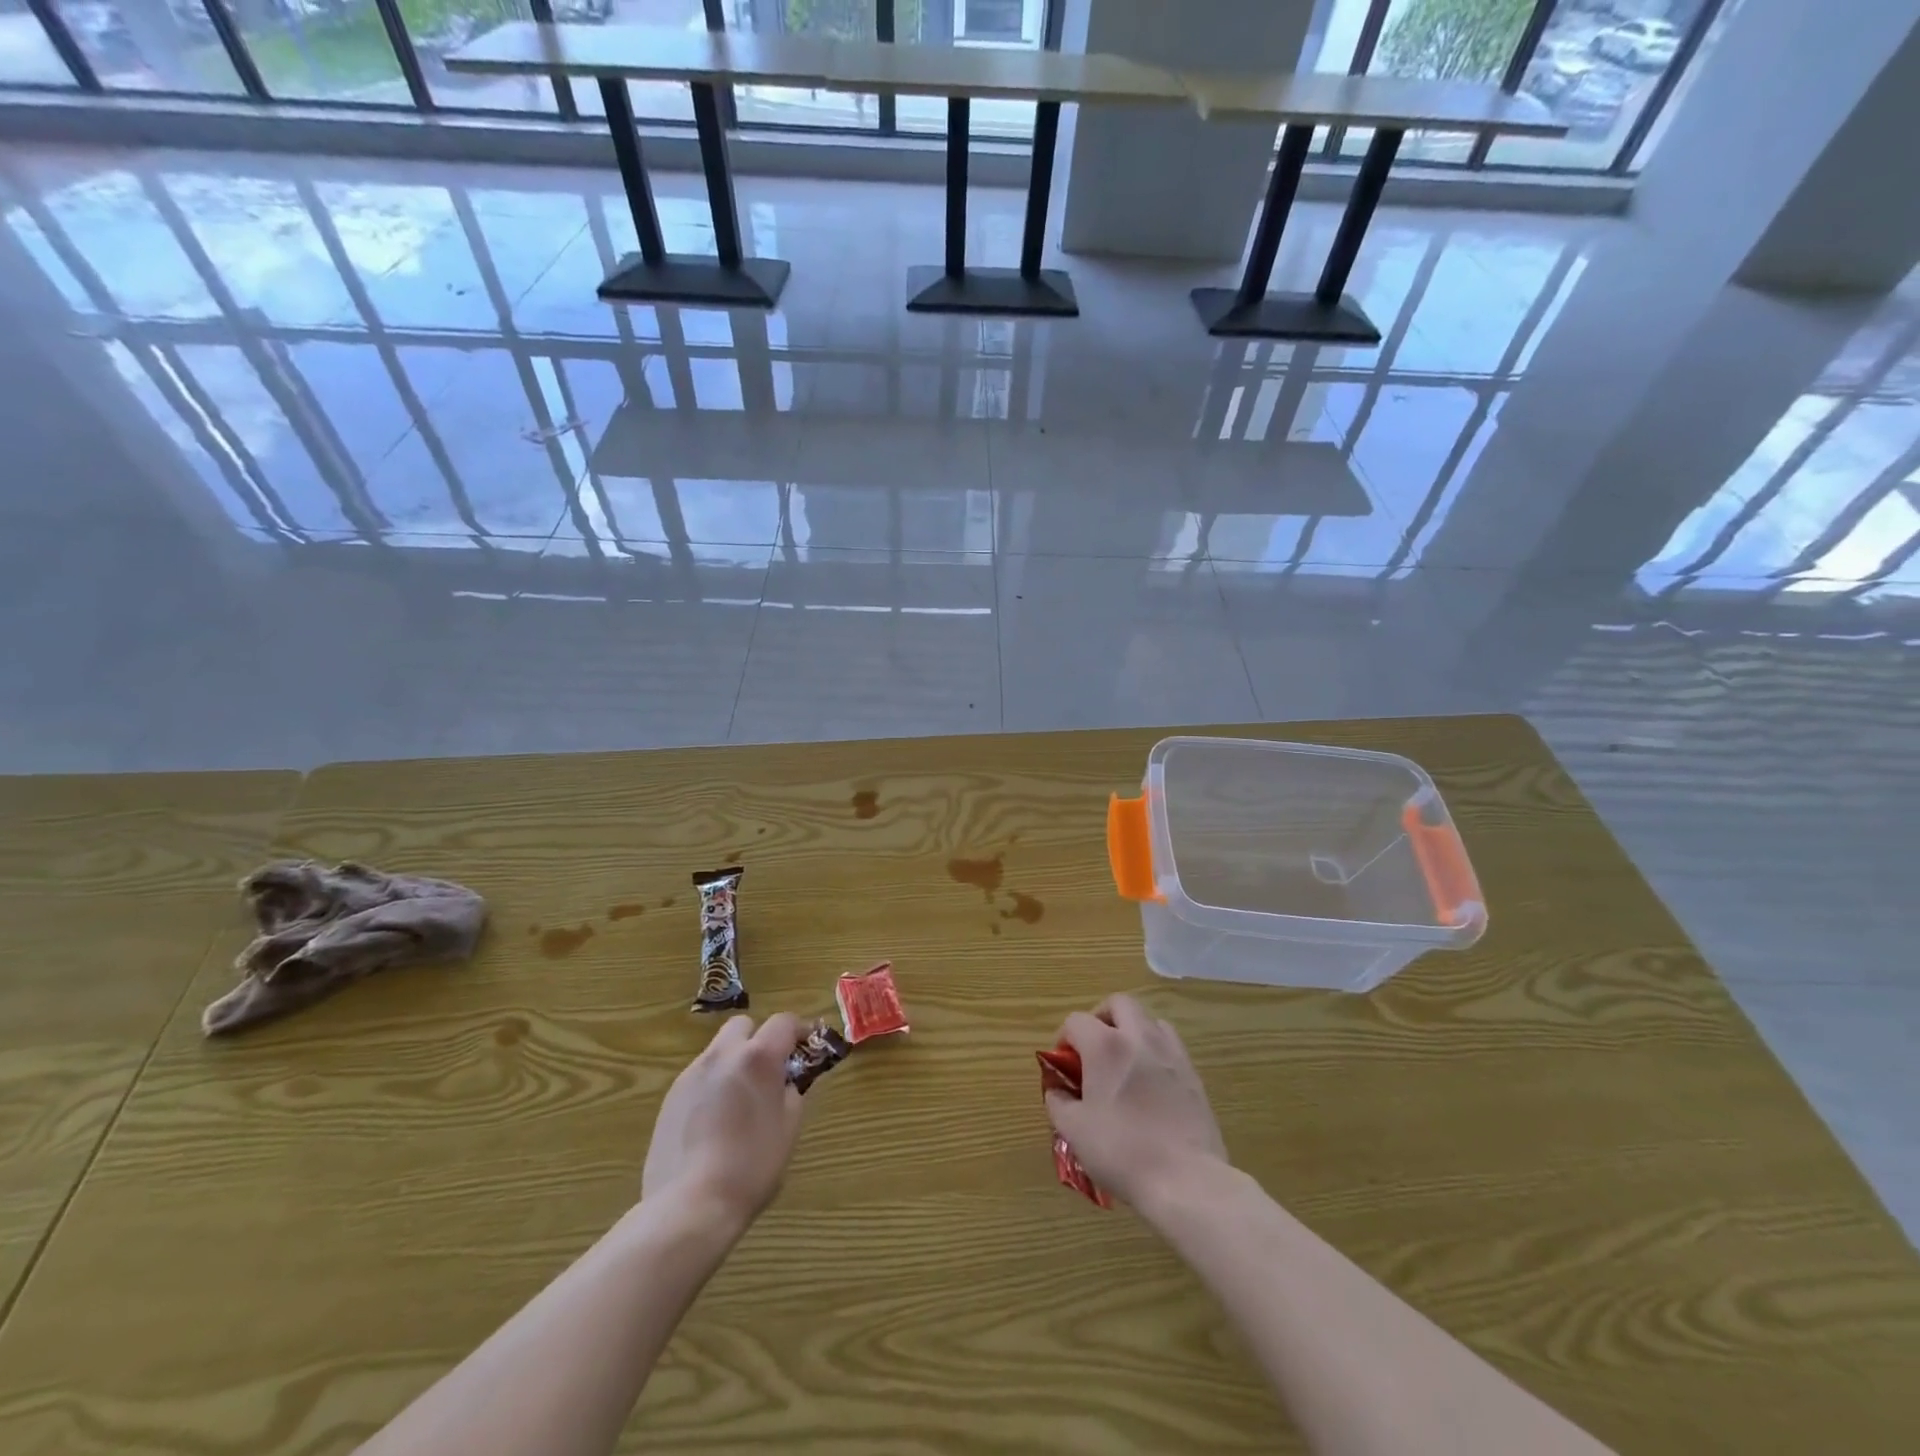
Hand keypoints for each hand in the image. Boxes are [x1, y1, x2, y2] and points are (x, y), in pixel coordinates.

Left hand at [642, 1013, 806, 1228]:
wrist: (688, 1206)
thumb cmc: (750, 1167)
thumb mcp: (788, 1129)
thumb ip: (791, 1093)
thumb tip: (786, 1083)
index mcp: (758, 1058)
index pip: (783, 1022)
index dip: (799, 1030)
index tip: (807, 1047)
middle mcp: (723, 1054)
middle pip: (743, 1025)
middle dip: (759, 1039)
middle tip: (769, 1071)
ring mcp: (692, 1074)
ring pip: (718, 1050)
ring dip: (734, 1062)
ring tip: (740, 1100)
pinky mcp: (670, 1097)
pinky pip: (700, 1076)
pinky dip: (713, 1085)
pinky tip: (714, 1122)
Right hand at [1044, 994, 1227, 1209]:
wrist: (1186, 1180)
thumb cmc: (1122, 1152)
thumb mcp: (1074, 1131)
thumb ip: (1058, 1101)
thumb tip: (1057, 1088)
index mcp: (1105, 1046)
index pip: (1076, 1021)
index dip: (1063, 1039)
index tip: (1063, 1067)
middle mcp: (1139, 1037)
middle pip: (1118, 1003)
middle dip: (1101, 1018)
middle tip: (1093, 1049)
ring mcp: (1170, 1052)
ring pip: (1148, 1019)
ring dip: (1131, 1030)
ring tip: (1124, 1062)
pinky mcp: (1193, 1073)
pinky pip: (1170, 1044)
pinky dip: (1155, 1050)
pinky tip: (1150, 1081)